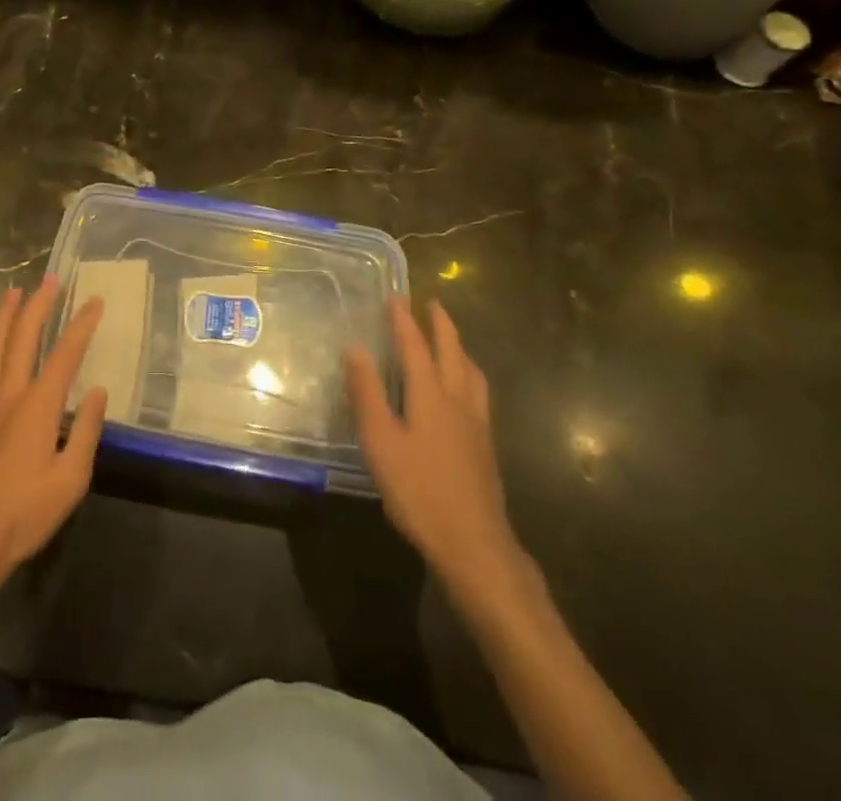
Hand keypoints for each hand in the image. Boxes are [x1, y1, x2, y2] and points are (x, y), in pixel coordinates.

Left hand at [0, 278, 107, 589]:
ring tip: (12, 293)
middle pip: (22, 336)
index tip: (94, 301)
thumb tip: (97, 390)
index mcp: (38, 406)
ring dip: (3, 315)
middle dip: (38, 304)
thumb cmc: (25, 514)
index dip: (81, 324)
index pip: (64, 353)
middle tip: (49, 280)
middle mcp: (7, 393)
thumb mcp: (71, 480)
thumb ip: (86, 430)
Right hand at [345, 299, 529, 612]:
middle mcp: (458, 400)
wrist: (474, 544)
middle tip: (432, 303)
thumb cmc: (419, 490)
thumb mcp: (380, 442)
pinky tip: (464, 391)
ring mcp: (477, 424)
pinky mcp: (485, 445)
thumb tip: (354, 347)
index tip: (395, 296)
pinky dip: (468, 374)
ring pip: (471, 372)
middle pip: (452, 352)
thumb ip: (367, 393)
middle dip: (441, 325)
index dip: (403, 320)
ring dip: (459, 348)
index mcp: (430, 395)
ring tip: (451, 340)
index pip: (415, 347)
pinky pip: (478, 392)